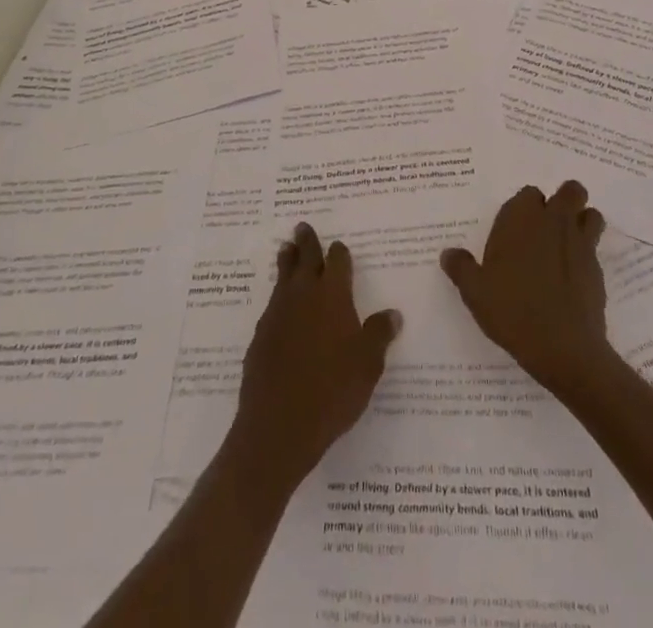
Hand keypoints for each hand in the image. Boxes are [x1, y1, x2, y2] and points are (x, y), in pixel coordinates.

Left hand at [231, 223, 400, 487]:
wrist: (279, 424)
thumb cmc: (333, 391)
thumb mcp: (368, 365)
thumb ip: (379, 334)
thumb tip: (392, 313)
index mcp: (333, 295)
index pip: (337, 261)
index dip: (340, 253)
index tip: (339, 246)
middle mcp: (303, 295)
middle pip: (304, 258)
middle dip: (306, 242)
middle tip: (302, 227)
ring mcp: (278, 313)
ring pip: (283, 277)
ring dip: (286, 262)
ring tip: (285, 250)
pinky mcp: (260, 336)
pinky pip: (272, 305)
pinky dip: (278, 297)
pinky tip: (281, 308)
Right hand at [441, 181, 610, 392]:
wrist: (563, 347)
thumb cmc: (512, 310)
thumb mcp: (475, 291)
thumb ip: (461, 267)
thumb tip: (448, 253)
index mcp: (522, 218)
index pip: (528, 194)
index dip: (524, 208)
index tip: (515, 229)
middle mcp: (554, 221)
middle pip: (569, 191)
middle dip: (563, 201)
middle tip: (547, 227)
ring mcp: (580, 243)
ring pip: (590, 214)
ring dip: (582, 221)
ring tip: (566, 244)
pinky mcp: (598, 269)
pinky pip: (596, 248)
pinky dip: (587, 255)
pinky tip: (572, 278)